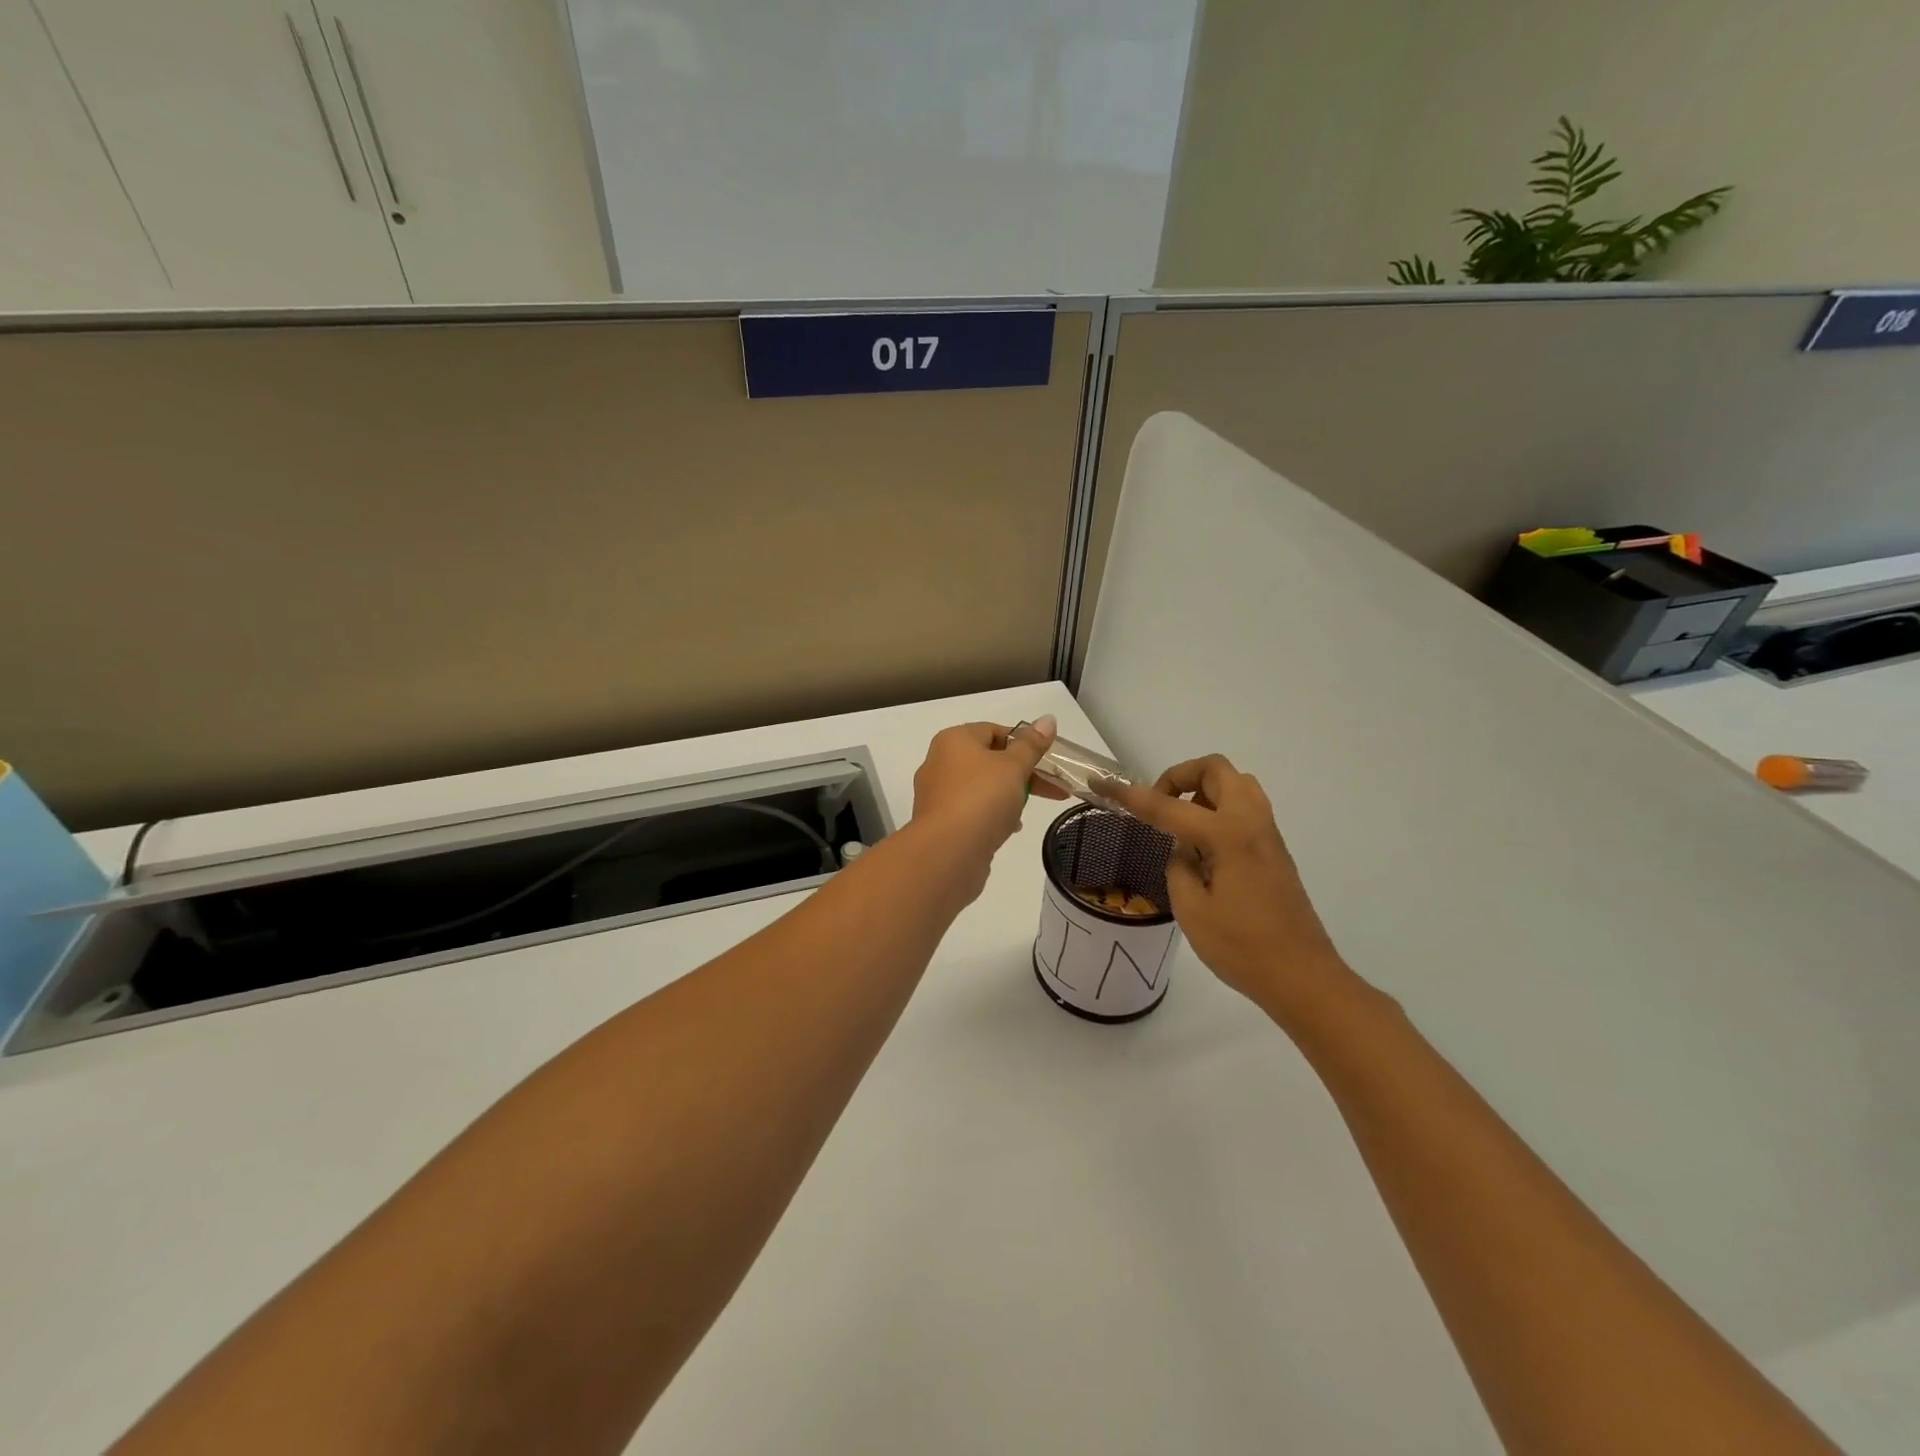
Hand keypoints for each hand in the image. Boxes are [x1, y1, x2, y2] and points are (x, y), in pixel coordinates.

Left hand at [910, 717, 1068, 862]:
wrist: (948, 852)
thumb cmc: (982, 799)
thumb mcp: (1014, 767)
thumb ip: (1032, 745)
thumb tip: (1048, 718)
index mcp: (954, 740)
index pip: (994, 730)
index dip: (1023, 743)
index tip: (1047, 761)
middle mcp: (940, 762)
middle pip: (989, 760)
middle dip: (1023, 773)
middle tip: (1054, 789)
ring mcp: (937, 794)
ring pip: (981, 787)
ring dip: (1008, 796)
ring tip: (1026, 812)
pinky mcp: (940, 822)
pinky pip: (972, 810)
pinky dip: (992, 815)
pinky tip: (1009, 828)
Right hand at [1113, 755, 1352, 1020]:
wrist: (1303, 977)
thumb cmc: (1243, 948)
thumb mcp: (1192, 910)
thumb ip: (1178, 867)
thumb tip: (1182, 850)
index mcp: (1228, 836)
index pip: (1169, 806)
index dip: (1132, 795)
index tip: (1103, 784)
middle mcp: (1251, 824)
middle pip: (1215, 770)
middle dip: (1180, 777)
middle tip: (1160, 807)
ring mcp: (1268, 835)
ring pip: (1235, 784)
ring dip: (1203, 791)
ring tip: (1182, 826)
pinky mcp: (1274, 850)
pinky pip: (1245, 808)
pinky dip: (1218, 809)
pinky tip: (1204, 848)